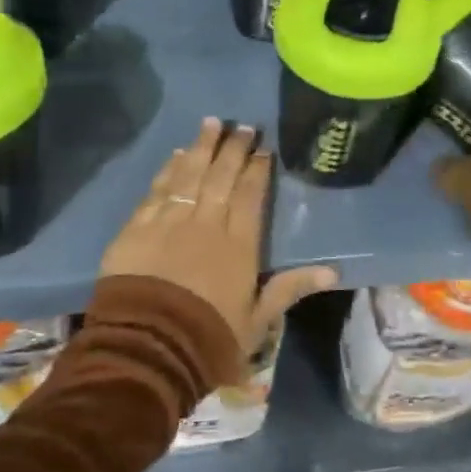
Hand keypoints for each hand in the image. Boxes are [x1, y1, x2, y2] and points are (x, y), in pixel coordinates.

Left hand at [100, 118, 337, 356]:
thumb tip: (332, 271)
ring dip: (202, 147)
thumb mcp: (257, 320)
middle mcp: (207, 223)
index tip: (263, 149)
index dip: (258, 169)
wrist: (148, 348)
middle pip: (221, 176)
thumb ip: (290, 288)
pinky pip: (158, 189)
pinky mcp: (138, 227)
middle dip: (233, 148)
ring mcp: (170, 221)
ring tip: (212, 123)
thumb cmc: (209, 338)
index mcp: (239, 244)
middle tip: (242, 126)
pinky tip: (177, 155)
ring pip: (190, 174)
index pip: (250, 195)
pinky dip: (169, 169)